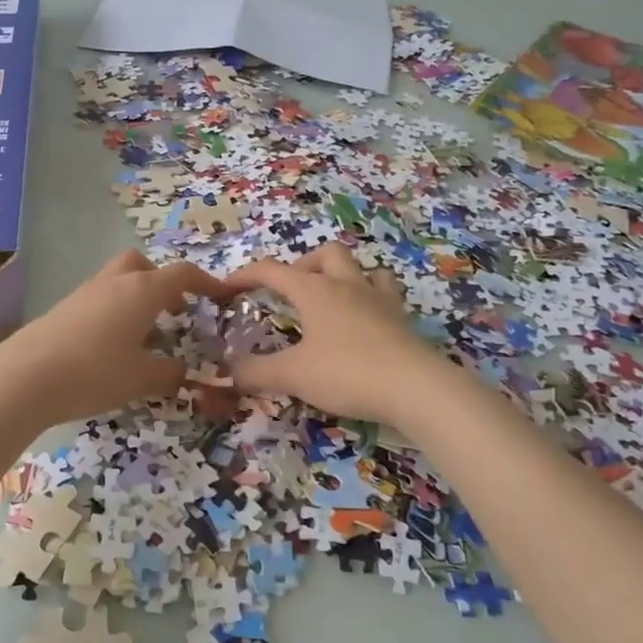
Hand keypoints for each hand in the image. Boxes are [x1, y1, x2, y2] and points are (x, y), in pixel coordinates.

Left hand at [0, 250, 229, 427]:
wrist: (26, 376)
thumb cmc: (95, 372)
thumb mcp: (142, 378)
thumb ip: (169, 372)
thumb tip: (183, 370)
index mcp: (142, 290)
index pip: (182, 274)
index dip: (206, 283)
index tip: (221, 297)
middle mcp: (114, 282)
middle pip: (143, 265)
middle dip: (162, 282)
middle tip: (175, 311)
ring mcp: (86, 293)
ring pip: (119, 282)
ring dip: (138, 299)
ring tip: (147, 337)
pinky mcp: (64, 309)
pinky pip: (101, 300)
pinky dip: (116, 313)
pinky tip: (114, 348)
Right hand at [222, 243, 447, 425]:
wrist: (416, 388)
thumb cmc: (346, 372)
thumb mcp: (292, 375)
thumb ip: (256, 372)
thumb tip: (229, 370)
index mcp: (315, 291)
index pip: (272, 271)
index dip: (245, 276)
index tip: (226, 288)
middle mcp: (347, 286)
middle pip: (326, 254)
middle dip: (304, 265)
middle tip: (292, 292)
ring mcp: (379, 300)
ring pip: (361, 268)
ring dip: (342, 275)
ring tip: (331, 300)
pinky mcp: (402, 320)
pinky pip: (385, 294)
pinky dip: (370, 298)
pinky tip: (365, 320)